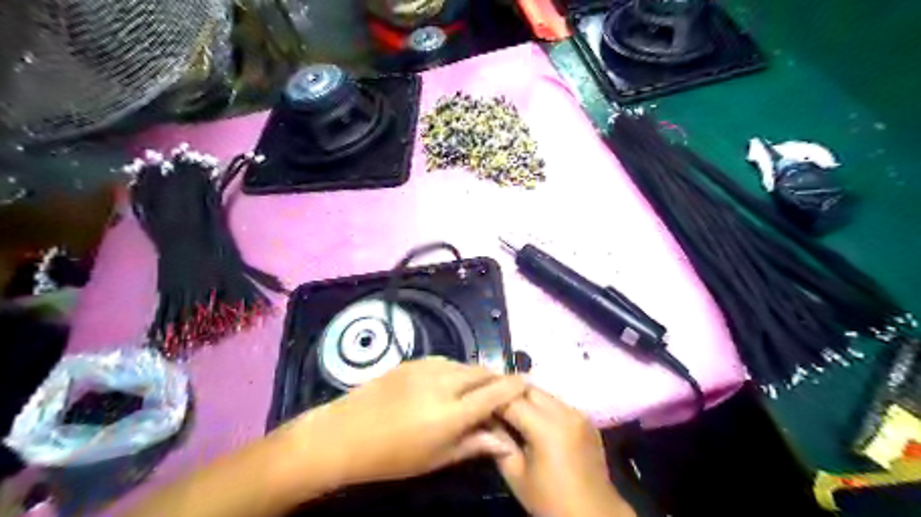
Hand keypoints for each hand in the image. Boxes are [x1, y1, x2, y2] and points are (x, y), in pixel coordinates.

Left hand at [280, 359, 523, 488]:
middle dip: (497, 378)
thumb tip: (504, 440)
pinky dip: (457, 370)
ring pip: (464, 364)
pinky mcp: (413, 361)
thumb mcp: (435, 459)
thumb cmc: (391, 457)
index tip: (526, 384)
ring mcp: (426, 368)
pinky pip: (446, 361)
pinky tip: (451, 383)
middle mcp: (443, 383)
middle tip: (502, 390)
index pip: (495, 392)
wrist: (344, 434)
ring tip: (477, 388)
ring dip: (477, 374)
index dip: (514, 386)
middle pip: (482, 372)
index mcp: (451, 413)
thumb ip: (473, 445)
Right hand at [493, 387, 637, 515]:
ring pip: (543, 393)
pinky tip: (531, 419)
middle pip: (529, 389)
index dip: (491, 399)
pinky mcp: (586, 419)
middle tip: (489, 402)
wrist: (595, 516)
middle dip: (507, 393)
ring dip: (524, 398)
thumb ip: (498, 441)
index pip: (511, 400)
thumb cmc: (551, 501)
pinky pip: (557, 403)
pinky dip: (541, 406)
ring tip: (508, 409)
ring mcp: (579, 413)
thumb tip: (484, 419)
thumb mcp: (516, 475)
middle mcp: (565, 412)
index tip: (476, 400)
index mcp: (548, 427)